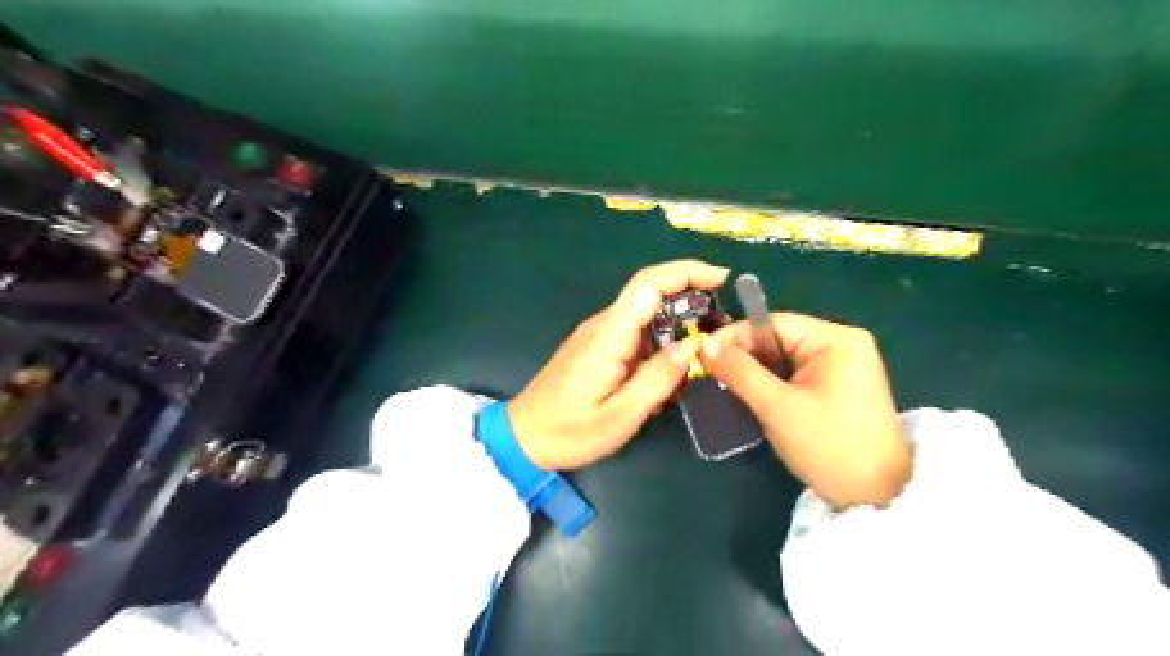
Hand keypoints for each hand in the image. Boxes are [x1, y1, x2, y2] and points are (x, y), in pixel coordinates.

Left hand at [505, 260, 728, 468]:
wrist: (524, 436)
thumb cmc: (570, 431)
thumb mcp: (621, 416)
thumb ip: (658, 379)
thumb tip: (694, 344)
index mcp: (608, 335)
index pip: (648, 284)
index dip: (686, 272)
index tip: (722, 279)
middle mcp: (603, 324)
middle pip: (650, 292)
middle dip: (691, 295)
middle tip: (724, 323)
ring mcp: (599, 334)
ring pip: (646, 313)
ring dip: (679, 320)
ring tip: (708, 346)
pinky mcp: (599, 346)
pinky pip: (637, 331)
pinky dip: (662, 337)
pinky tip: (676, 363)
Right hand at [692, 312, 911, 507]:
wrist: (878, 497)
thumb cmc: (829, 447)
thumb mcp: (777, 407)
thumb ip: (739, 371)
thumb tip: (702, 342)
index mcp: (835, 339)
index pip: (772, 323)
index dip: (734, 336)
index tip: (701, 354)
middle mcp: (842, 343)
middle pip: (778, 338)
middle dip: (744, 356)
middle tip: (710, 374)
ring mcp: (844, 365)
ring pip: (784, 357)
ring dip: (756, 372)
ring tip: (726, 386)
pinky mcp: (840, 385)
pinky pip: (796, 373)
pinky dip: (773, 383)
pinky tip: (755, 397)